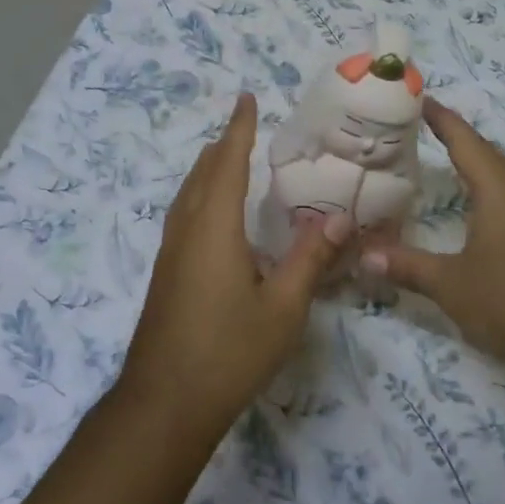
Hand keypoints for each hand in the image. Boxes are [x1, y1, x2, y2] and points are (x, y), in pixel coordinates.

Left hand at [118, 93, 349, 438]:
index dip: (238, 130)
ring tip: (225, 160)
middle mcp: (186, 232)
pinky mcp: (165, 276)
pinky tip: (212, 218)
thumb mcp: (283, 309)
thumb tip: (340, 220)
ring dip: (206, 171)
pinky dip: (199, 197)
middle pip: (201, 175)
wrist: (164, 404)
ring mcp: (170, 255)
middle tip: (242, 127)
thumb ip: (310, 260)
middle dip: (221, 146)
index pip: (228, 164)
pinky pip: (182, 217)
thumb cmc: (228, 352)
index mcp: (214, 229)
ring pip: (186, 196)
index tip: (246, 99)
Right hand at [362, 96, 504, 372]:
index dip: (440, 117)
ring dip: (472, 165)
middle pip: (484, 153)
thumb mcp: (452, 285)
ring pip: (500, 177)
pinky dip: (485, 192)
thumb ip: (408, 265)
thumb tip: (363, 254)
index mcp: (498, 189)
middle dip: (453, 138)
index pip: (464, 139)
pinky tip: (473, 211)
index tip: (417, 97)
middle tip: (416, 130)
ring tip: (439, 162)